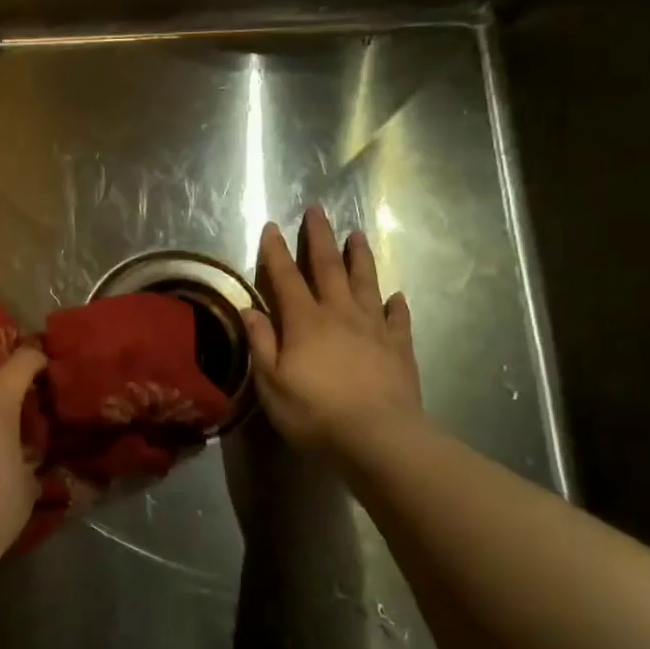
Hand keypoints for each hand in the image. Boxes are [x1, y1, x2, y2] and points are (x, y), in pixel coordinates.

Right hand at [244, 206, 423, 455]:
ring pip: (366, 283)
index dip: (276, 251)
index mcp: (305, 321)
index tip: (271, 226)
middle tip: (317, 210)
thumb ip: (262, 344)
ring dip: (360, 257)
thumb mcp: (272, 383)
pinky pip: (397, 318)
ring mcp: (373, 328)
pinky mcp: (399, 347)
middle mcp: (339, 314)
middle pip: (328, 268)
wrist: (379, 438)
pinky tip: (396, 296)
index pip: (286, 277)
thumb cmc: (315, 413)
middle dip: (320, 238)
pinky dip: (395, 304)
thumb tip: (250, 310)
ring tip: (358, 235)